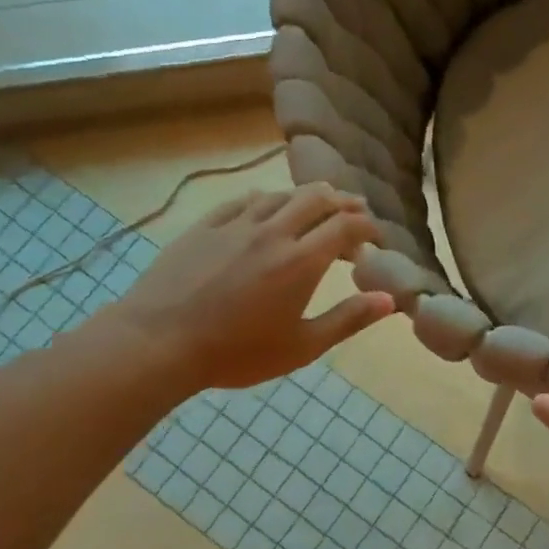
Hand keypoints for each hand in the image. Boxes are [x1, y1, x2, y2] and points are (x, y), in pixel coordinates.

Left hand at [99, 185, 393, 392]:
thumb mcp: (302, 347)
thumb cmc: (237, 353)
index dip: (368, 225)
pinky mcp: (204, 226)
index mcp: (301, 261)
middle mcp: (273, 232)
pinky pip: (243, 201)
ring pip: (280, 195)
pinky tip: (266, 208)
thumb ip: (348, 319)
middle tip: (355, 211)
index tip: (377, 236)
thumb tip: (390, 300)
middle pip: (316, 199)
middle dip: (342, 201)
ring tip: (317, 206)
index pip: (346, 226)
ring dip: (305, 197)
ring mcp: (235, 225)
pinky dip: (266, 200)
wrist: (158, 342)